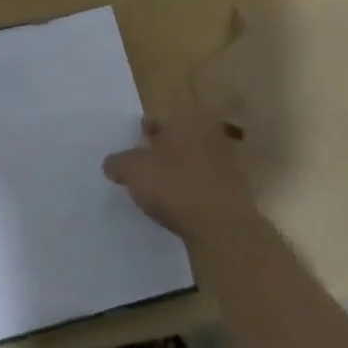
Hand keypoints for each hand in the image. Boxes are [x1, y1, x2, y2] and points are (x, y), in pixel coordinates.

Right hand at [103, 99, 257, 246]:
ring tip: (161, 191)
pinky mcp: (236, 188)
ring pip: (193, 160)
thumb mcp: (134, 171)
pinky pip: (206, 183)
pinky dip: (194, 190)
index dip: (141, 134)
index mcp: (186, 120)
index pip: (157, 119)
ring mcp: (227, 161)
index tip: (132, 150)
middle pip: (177, 139)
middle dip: (161, 151)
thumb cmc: (176, 187)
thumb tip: (111, 163)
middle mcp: (209, 133)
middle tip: (144, 170)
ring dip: (178, 171)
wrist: (224, 227)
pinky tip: (181, 207)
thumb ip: (118, 162)